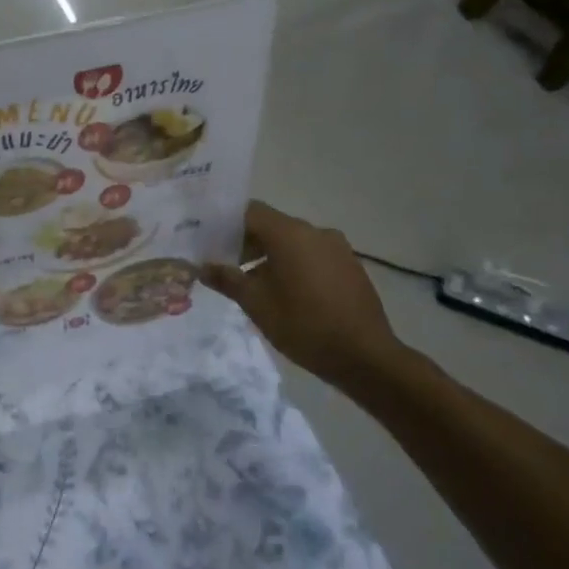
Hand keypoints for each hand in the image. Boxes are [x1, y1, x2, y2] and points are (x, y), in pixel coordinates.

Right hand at [201, 201, 409, 391]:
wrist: (365, 356)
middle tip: (226, 267)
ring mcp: (337, 248)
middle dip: (246, 243)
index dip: (226, 224)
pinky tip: (287, 293)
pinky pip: (313, 255)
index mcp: (289, 234)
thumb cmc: (303, 324)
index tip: (209, 242)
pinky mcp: (350, 266)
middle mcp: (315, 232)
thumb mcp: (256, 303)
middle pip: (272, 225)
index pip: (249, 211)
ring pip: (293, 242)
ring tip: (255, 285)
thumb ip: (227, 279)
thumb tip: (203, 267)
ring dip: (271, 256)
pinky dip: (294, 265)